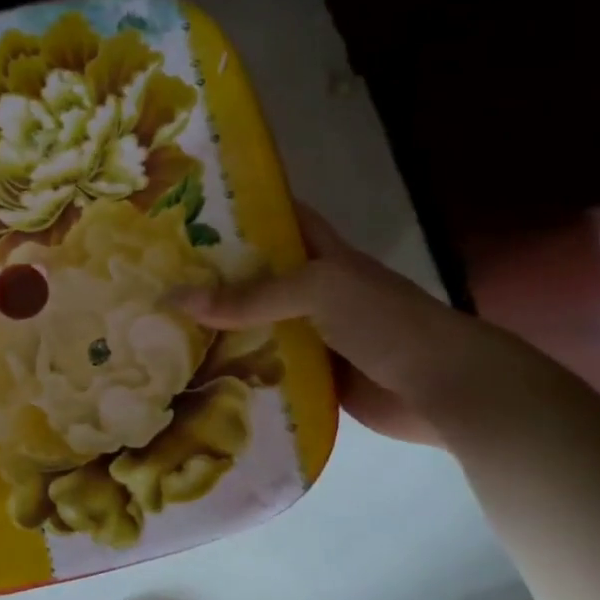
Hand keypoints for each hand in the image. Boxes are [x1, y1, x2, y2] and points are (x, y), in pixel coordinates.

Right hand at [173, 203, 503, 445]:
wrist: (443, 388)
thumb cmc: (385, 321)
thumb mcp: (318, 290)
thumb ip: (250, 296)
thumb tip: (176, 300)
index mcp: (321, 255)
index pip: (276, 219)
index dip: (238, 211)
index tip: (186, 211)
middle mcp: (313, 290)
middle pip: (256, 276)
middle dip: (212, 276)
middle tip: (156, 276)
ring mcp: (312, 334)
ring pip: (256, 325)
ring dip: (218, 328)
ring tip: (159, 323)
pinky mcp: (311, 375)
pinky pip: (265, 367)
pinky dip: (236, 369)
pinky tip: (193, 371)